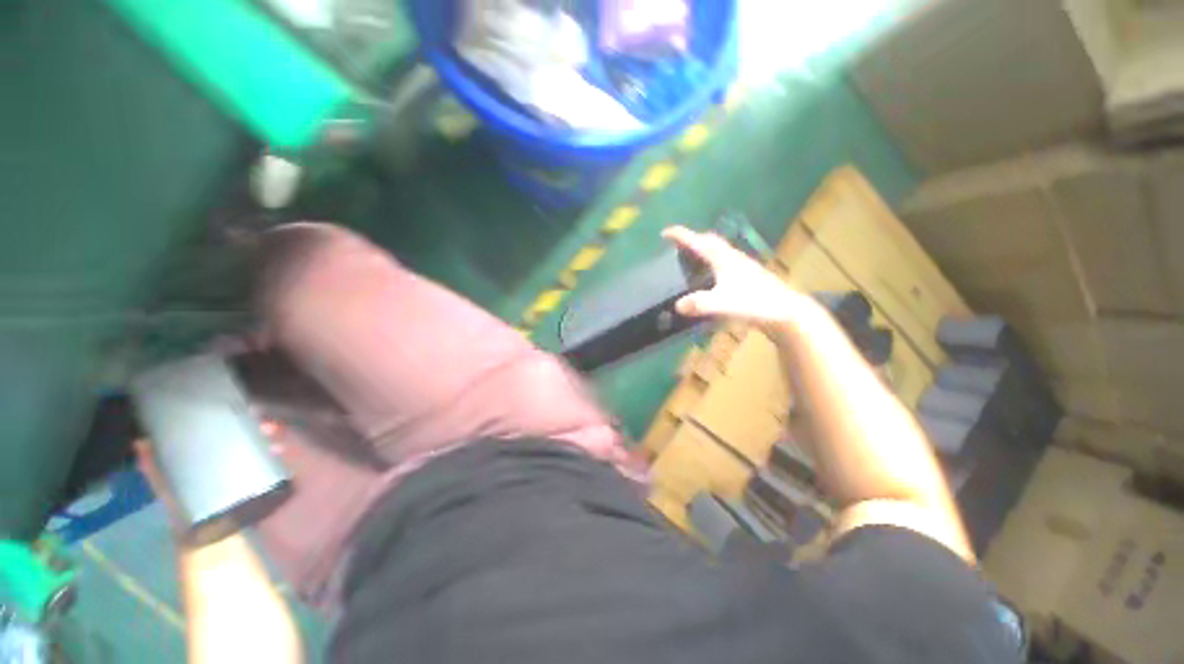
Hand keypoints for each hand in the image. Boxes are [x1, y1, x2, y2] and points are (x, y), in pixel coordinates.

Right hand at [662, 226, 811, 325]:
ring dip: (703, 251)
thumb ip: (700, 304)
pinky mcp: (747, 277)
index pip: (699, 241)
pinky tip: (711, 277)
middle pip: (710, 242)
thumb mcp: (724, 304)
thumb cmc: (756, 303)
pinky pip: (724, 263)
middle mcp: (733, 258)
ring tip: (689, 260)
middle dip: (692, 240)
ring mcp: (742, 267)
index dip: (681, 235)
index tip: (664, 233)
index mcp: (724, 259)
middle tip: (677, 246)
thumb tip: (677, 305)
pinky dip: (712, 264)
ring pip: (718, 252)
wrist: (787, 312)